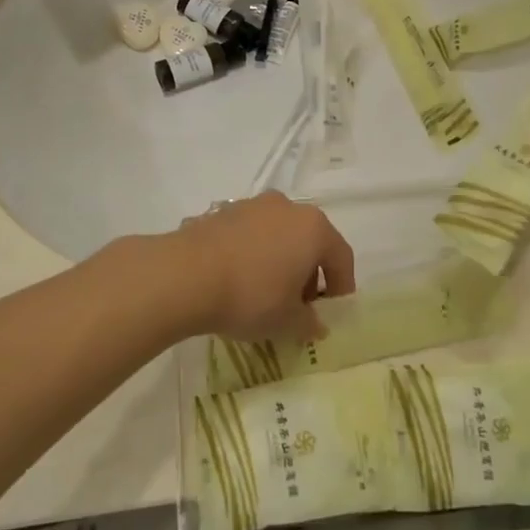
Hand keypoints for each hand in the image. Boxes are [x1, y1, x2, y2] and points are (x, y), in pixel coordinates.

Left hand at [163, 192, 356, 343]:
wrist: (187, 274)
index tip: (331, 312)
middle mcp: (287, 207)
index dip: (342, 286)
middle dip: (310, 273)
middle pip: (310, 241)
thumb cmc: (251, 295)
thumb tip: (316, 324)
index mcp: (314, 228)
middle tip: (299, 306)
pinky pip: (251, 234)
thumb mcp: (287, 321)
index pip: (341, 256)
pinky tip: (238, 280)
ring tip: (266, 293)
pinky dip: (253, 254)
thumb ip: (309, 322)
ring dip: (280, 261)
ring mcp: (253, 205)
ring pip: (279, 234)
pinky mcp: (224, 211)